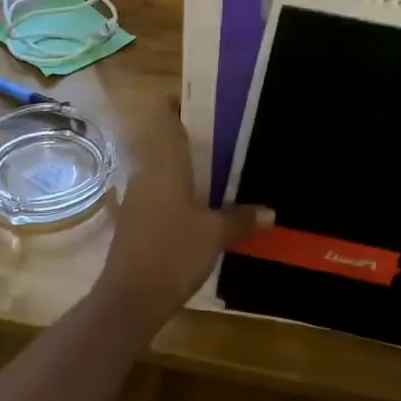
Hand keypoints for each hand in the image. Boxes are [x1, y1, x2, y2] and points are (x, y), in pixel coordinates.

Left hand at [98, 97, 271, 311]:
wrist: (130, 298)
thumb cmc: (173, 253)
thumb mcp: (215, 235)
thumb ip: (241, 218)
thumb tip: (270, 212)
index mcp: (164, 165)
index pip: (165, 118)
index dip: (180, 103)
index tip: (207, 102)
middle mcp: (147, 174)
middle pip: (167, 142)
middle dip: (195, 138)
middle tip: (230, 137)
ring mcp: (138, 199)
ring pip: (165, 169)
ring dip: (189, 167)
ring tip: (224, 170)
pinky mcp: (137, 222)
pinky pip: (162, 193)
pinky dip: (182, 192)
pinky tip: (205, 206)